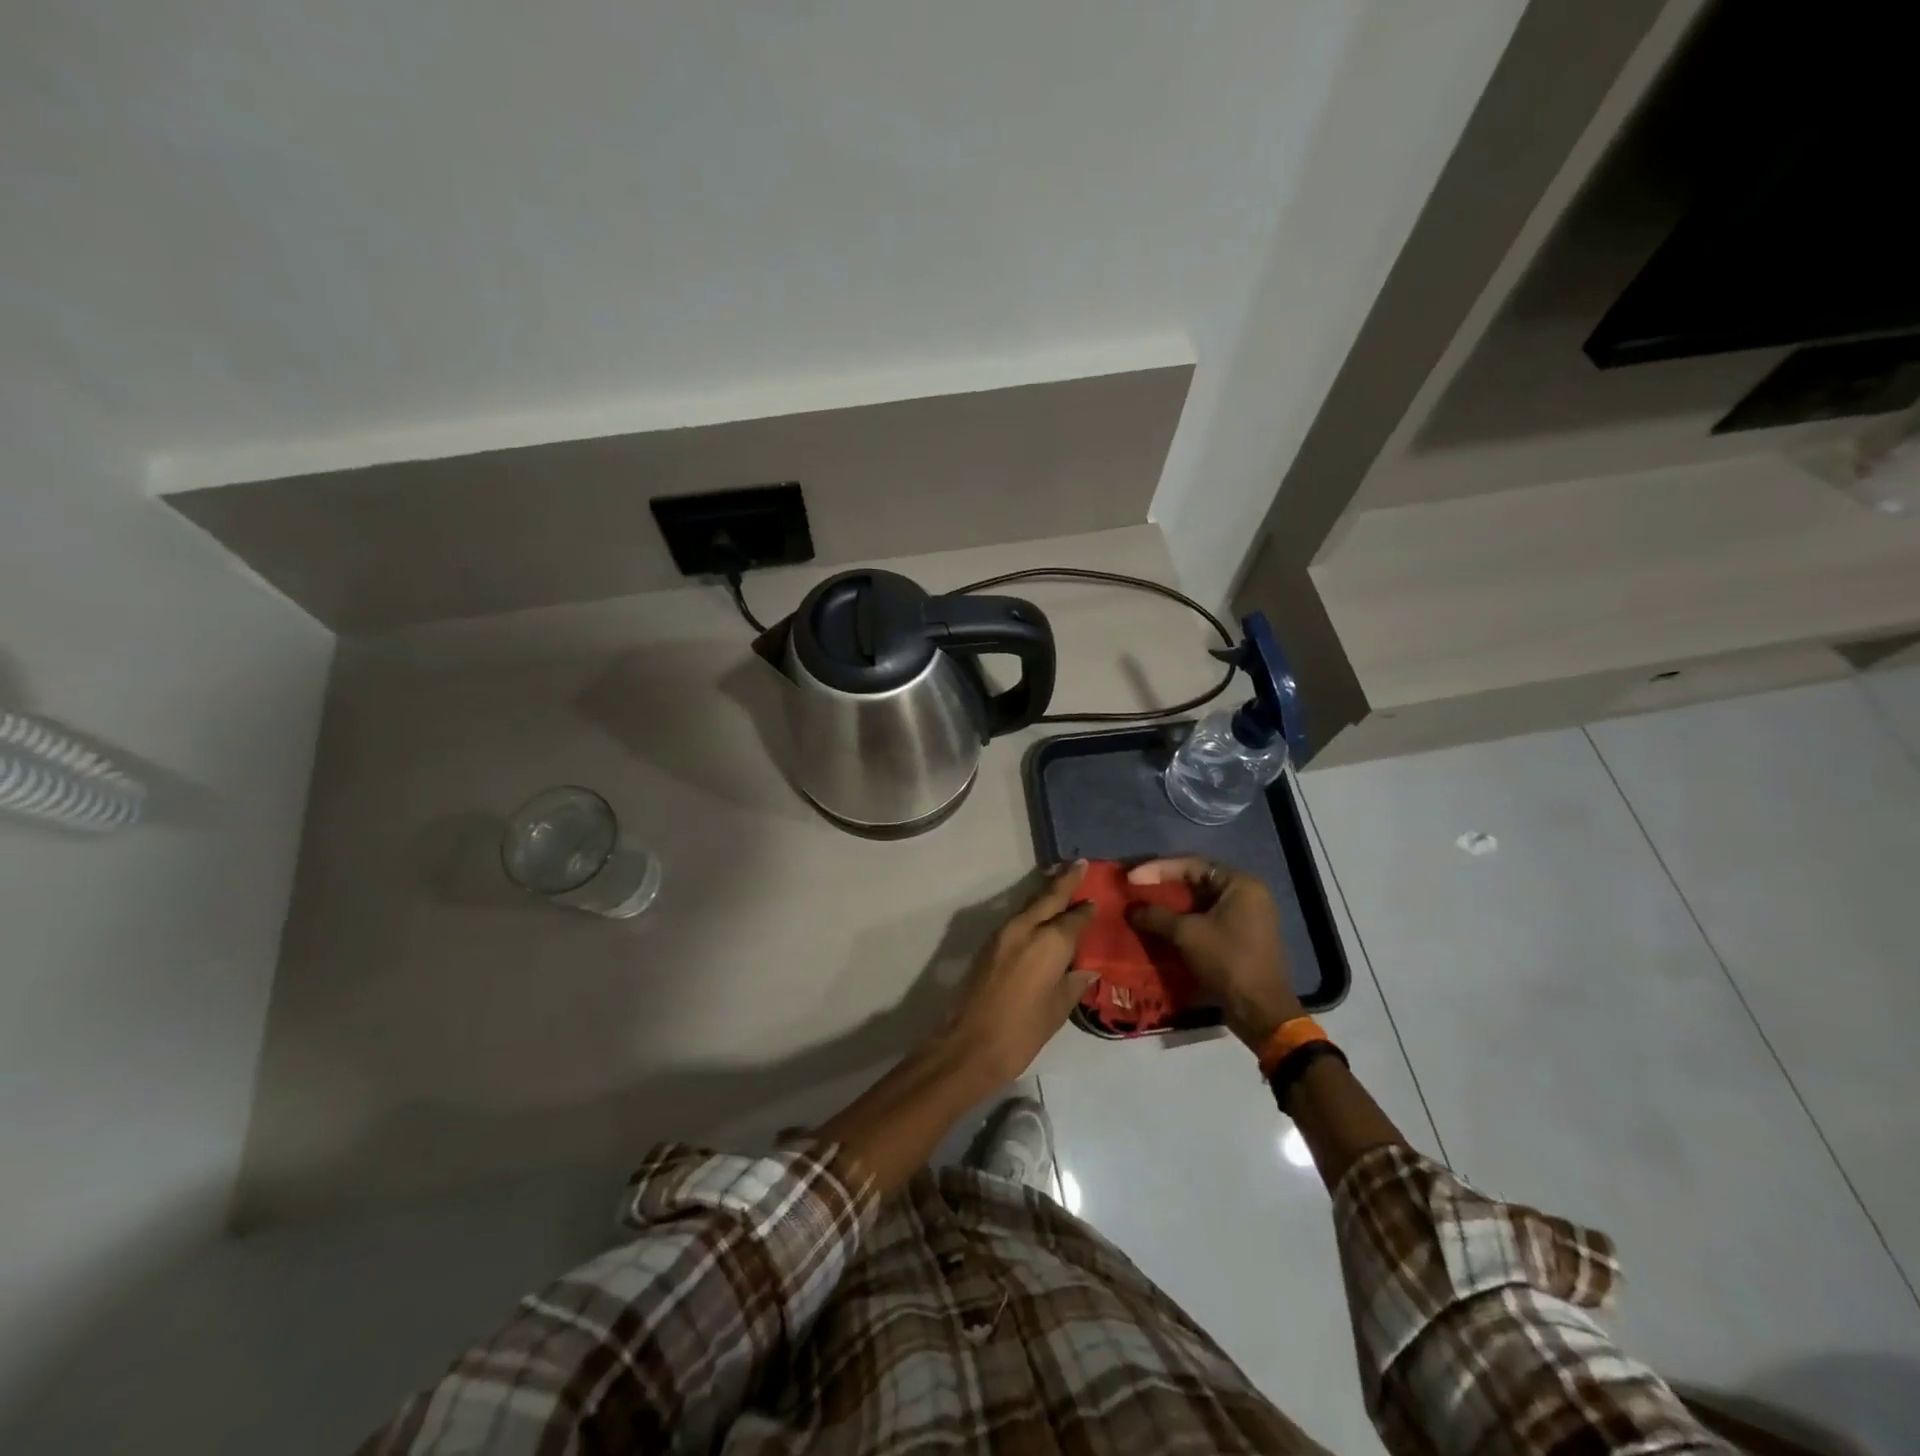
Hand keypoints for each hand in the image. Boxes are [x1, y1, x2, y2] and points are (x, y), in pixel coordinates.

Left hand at [940, 862, 1098, 1084]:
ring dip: (1046, 893)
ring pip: (1029, 905)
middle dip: (1065, 880)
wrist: (970, 1044)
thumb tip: (1086, 969)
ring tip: (1060, 882)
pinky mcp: (989, 944)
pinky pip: (1017, 918)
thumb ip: (1073, 983)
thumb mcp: (1057, 1009)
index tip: (1097, 899)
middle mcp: (1026, 928)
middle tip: (1080, 863)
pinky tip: (1039, 915)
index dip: (1086, 909)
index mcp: (1050, 942)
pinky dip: (1031, 910)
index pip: (1074, 917)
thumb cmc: (1022, 1031)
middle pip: (1048, 897)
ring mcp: (1003, 934)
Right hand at [1126, 857, 1302, 1049]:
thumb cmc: (1227, 961)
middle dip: (1163, 885)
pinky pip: (1206, 920)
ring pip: (1200, 902)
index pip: (1192, 864)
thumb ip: (1156, 916)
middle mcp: (1247, 894)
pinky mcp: (1241, 938)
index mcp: (1240, 884)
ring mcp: (1246, 917)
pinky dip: (1184, 921)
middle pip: (1196, 880)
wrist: (1260, 1010)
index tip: (1130, 878)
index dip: (1157, 869)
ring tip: (1143, 907)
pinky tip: (1161, 927)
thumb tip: (1130, 909)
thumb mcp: (1187, 934)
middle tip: (1135, 888)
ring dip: (1172, 905)